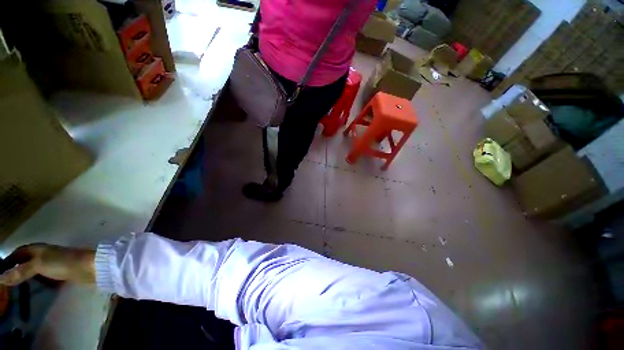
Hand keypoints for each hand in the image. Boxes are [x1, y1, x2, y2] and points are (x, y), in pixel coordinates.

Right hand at [0, 244, 94, 285]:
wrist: (88, 268)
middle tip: (3, 284)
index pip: (17, 253)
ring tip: (13, 289)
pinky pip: (43, 278)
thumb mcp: (38, 265)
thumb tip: (0, 279)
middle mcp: (43, 255)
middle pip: (25, 262)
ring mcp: (52, 264)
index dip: (7, 261)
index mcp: (37, 249)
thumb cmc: (62, 262)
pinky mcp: (60, 274)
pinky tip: (32, 291)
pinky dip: (36, 283)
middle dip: (14, 270)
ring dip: (25, 278)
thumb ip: (20, 271)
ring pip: (33, 271)